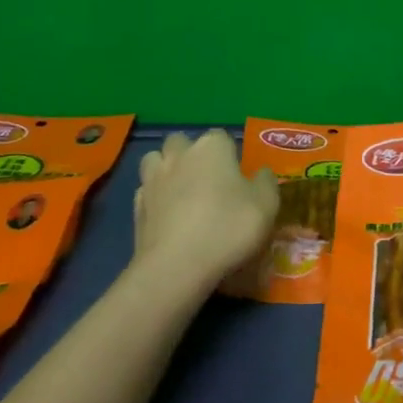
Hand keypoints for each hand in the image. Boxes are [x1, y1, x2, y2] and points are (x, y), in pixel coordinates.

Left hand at [132, 131, 278, 298]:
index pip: (221, 136)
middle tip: (207, 180)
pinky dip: (155, 198)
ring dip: (166, 169)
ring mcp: (153, 180)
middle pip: (182, 141)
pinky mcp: (136, 207)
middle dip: (191, 154)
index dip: (229, 153)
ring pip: (155, 161)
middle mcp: (179, 155)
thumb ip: (266, 182)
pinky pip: (146, 191)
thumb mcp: (266, 205)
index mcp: (212, 148)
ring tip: (181, 192)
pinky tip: (167, 215)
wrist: (177, 266)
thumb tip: (262, 173)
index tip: (237, 175)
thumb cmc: (228, 228)